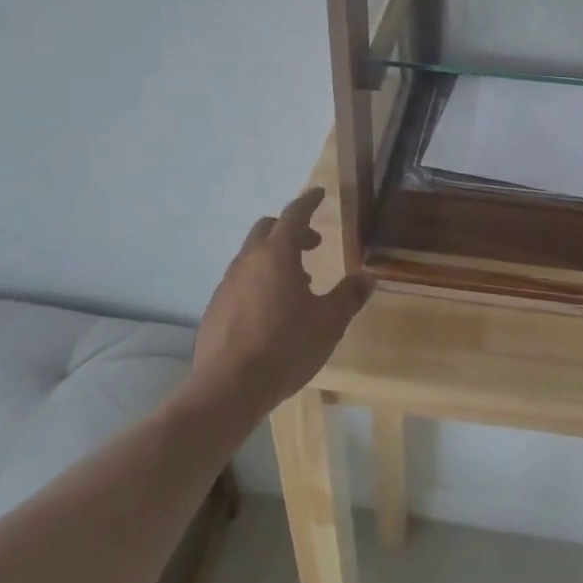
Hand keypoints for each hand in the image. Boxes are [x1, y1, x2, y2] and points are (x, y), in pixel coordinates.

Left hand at [191, 188, 369, 411]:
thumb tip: (367, 278)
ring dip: (275, 257)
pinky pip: (241, 280)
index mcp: (277, 255)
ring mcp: (227, 283)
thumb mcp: (329, 322)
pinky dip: (259, 279)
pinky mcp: (215, 307)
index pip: (293, 214)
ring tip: (298, 283)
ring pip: (252, 255)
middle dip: (291, 229)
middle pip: (268, 229)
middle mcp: (248, 261)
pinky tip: (272, 310)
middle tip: (313, 245)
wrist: (228, 388)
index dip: (308, 201)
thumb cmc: (285, 347)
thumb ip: (349, 296)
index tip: (319, 194)